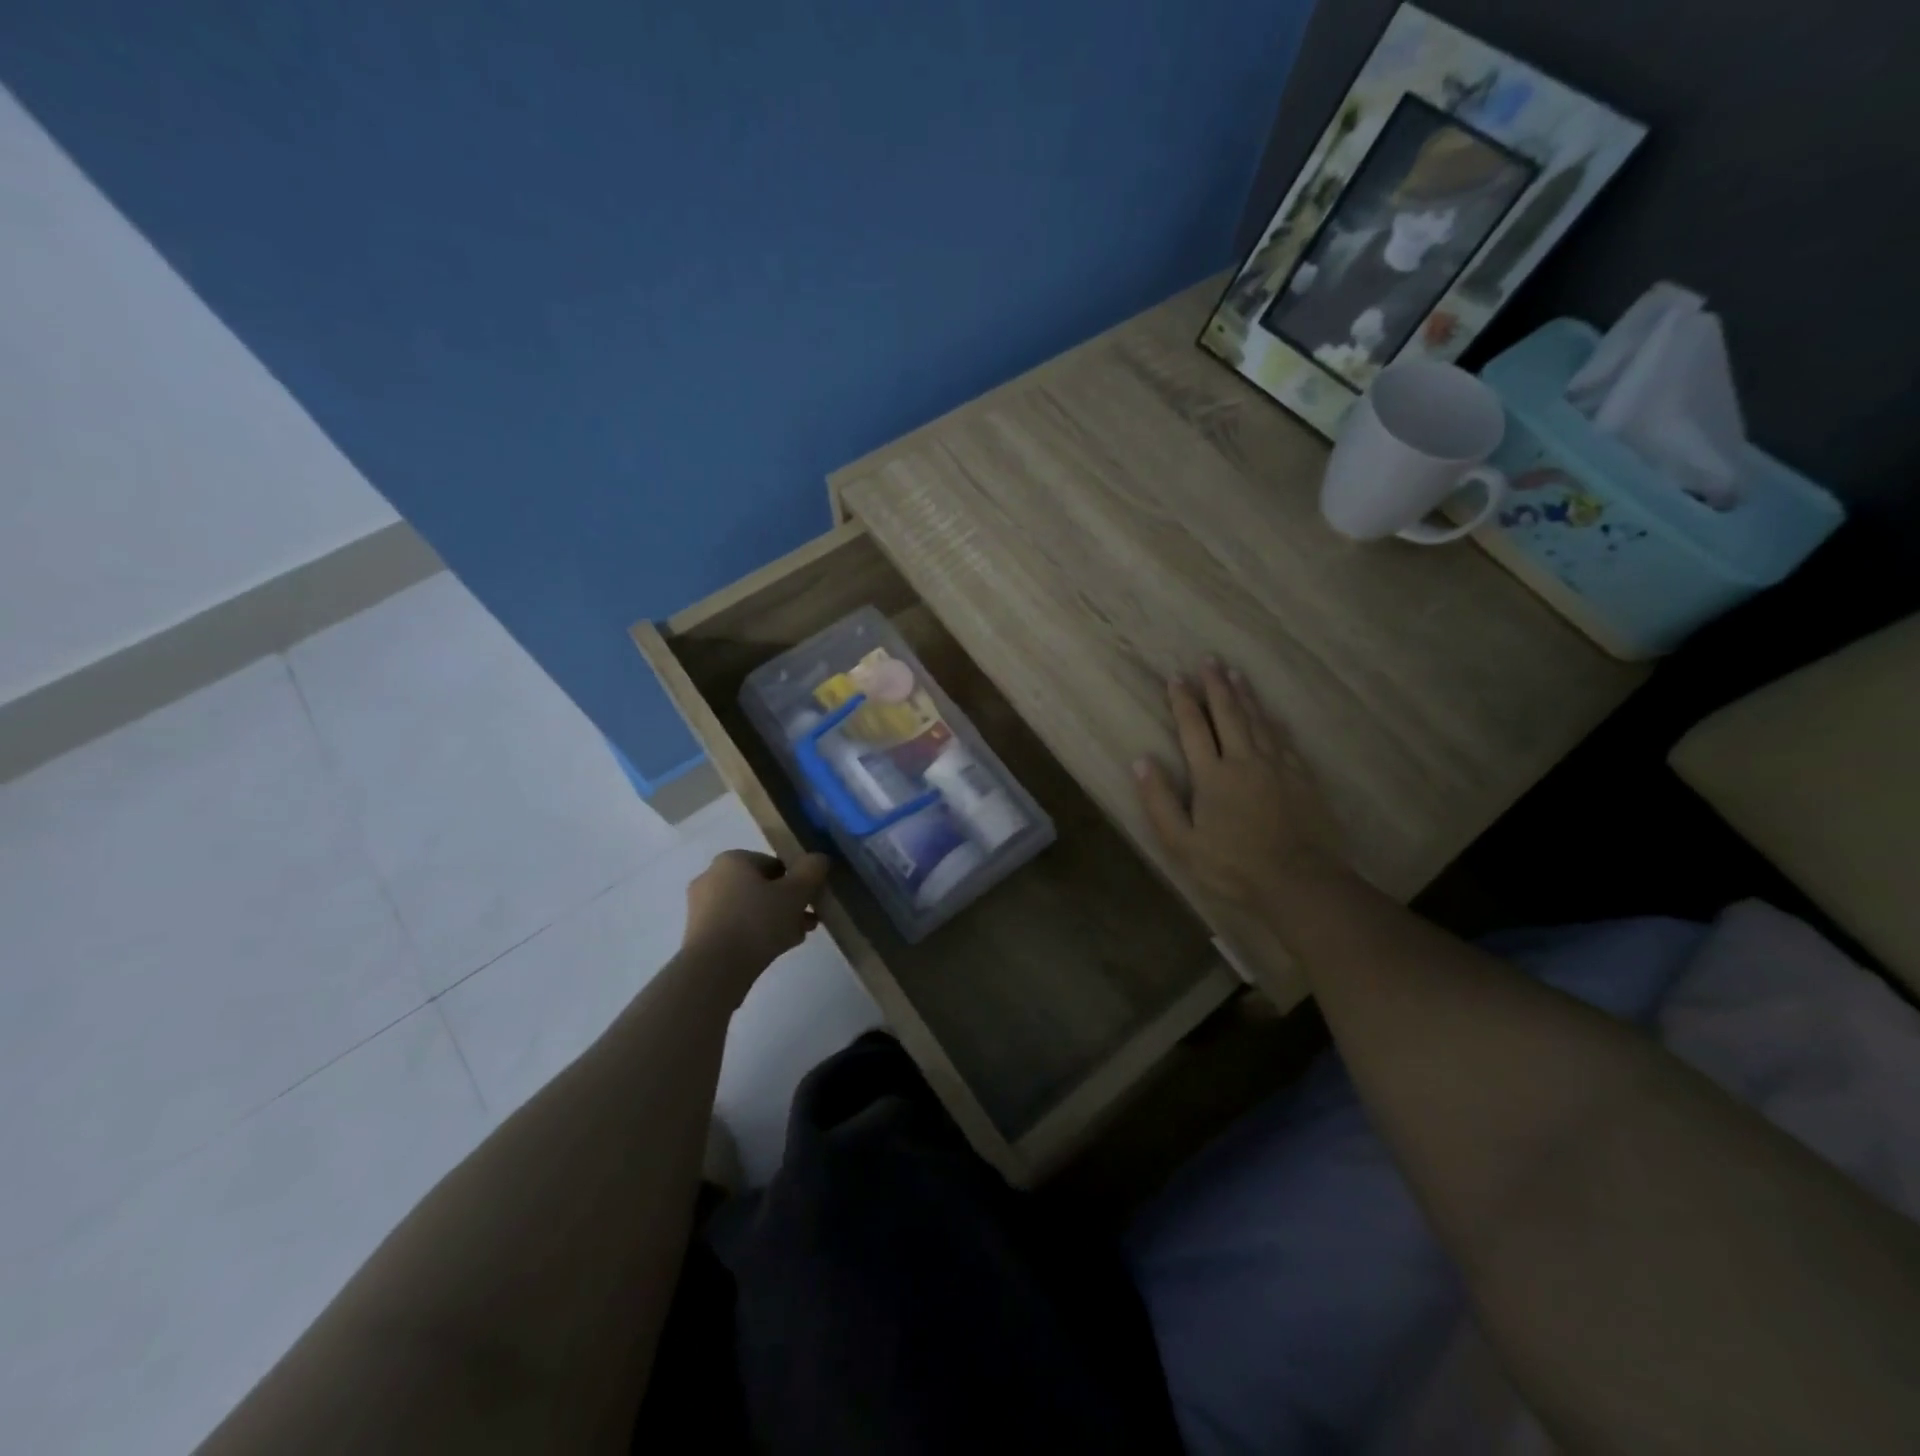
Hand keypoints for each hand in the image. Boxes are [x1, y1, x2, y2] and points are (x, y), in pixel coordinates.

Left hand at [682, 849, 830, 980]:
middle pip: (761, 887)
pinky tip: (775, 950)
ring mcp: (701, 908)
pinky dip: (755, 934)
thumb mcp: (795, 893)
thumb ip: (811, 871)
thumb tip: (819, 859)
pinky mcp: (699, 935)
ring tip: (797, 937)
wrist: (714, 970)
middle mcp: (711, 877)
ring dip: (775, 920)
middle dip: (787, 903)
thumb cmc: (756, 921)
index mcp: (732, 860)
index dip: (797, 880)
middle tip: (808, 921)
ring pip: (749, 909)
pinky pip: (735, 928)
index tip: (811, 899)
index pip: (774, 863)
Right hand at [1134, 660, 1347, 912]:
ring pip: (1257, 720)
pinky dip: (1272, 720)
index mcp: (1213, 775)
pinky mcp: (1301, 776)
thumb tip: (1141, 761)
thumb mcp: (1181, 842)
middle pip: (1228, 714)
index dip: (1183, 701)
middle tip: (1209, 660)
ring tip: (1235, 673)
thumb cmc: (1232, 865)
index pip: (1193, 728)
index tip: (1176, 678)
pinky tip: (1270, 712)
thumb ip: (1159, 801)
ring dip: (1244, 695)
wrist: (1298, 880)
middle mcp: (1244, 760)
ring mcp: (1277, 766)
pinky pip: (1283, 738)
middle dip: (1215, 686)